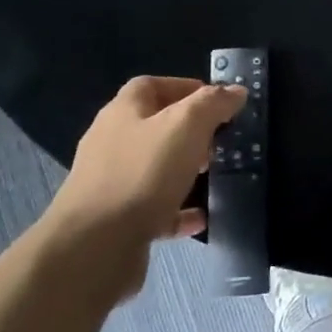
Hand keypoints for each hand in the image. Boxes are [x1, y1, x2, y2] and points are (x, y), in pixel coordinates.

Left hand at [43, 76, 246, 297]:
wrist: (95, 246)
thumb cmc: (143, 173)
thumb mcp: (187, 126)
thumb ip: (213, 104)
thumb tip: (236, 91)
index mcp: (123, 112)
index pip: (152, 85)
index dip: (185, 87)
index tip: (217, 102)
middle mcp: (112, 142)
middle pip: (153, 126)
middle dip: (188, 131)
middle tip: (217, 141)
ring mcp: (111, 183)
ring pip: (153, 168)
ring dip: (183, 169)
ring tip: (211, 175)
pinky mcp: (115, 220)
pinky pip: (153, 209)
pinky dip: (178, 210)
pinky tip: (200, 218)